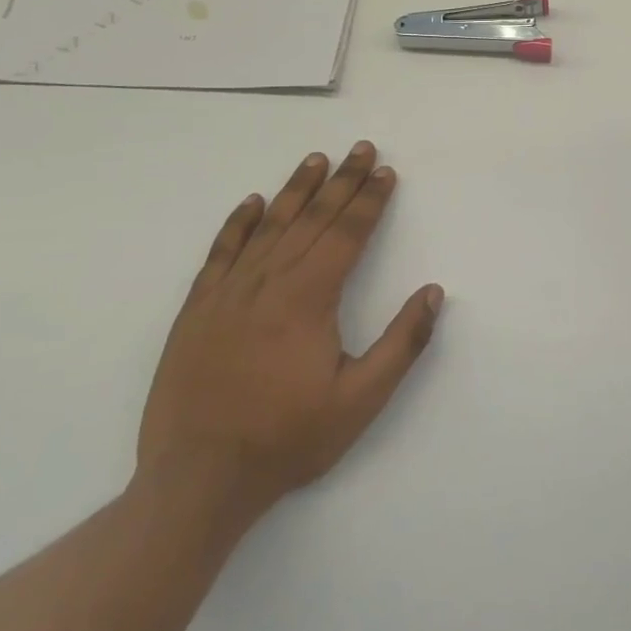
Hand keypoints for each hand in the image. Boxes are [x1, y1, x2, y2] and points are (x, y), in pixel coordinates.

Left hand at [136, 142, 442, 524]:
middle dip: (341, 182)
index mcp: (309, 299)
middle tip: (361, 149)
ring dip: (295, 190)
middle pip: (312, 219)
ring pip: (268, 228)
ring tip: (316, 160)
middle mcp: (268, 283)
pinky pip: (220, 254)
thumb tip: (433, 292)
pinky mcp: (197, 312)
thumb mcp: (361, 401)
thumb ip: (402, 343)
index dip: (369, 201)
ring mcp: (227, 295)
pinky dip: (237, 225)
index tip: (385, 172)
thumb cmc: (287, 439)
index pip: (346, 234)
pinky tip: (250, 203)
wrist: (196, 482)